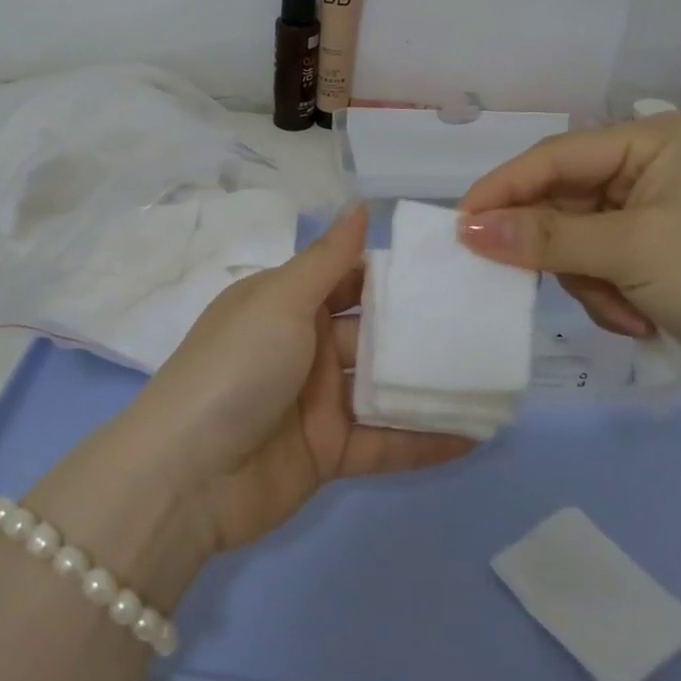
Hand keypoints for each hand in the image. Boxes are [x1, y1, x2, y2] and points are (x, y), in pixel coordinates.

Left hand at [129, 206, 472, 550]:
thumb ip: (326, 259)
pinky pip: (385, 443)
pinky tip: (478, 434)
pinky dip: (426, 440)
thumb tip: (360, 205)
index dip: (393, 275)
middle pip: (373, 334)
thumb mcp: (279, 301)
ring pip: (385, 389)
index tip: (450, 268)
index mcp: (285, 305)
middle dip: (422, 330)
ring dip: (431, 386)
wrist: (186, 475)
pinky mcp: (329, 453)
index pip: (348, 281)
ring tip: (494, 377)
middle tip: (487, 322)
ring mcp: (317, 403)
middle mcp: (303, 349)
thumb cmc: (236, 368)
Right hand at [456, 112, 680, 399]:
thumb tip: (468, 229)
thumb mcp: (631, 252)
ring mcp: (655, 212)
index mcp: (648, 141)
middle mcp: (648, 167)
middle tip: (542, 284)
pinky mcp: (660, 254)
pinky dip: (610, 296)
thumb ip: (545, 238)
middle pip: (562, 202)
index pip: (553, 157)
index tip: (459, 227)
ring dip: (590, 283)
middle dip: (561, 253)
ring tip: (627, 312)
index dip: (502, 191)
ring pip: (577, 242)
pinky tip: (641, 319)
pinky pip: (602, 266)